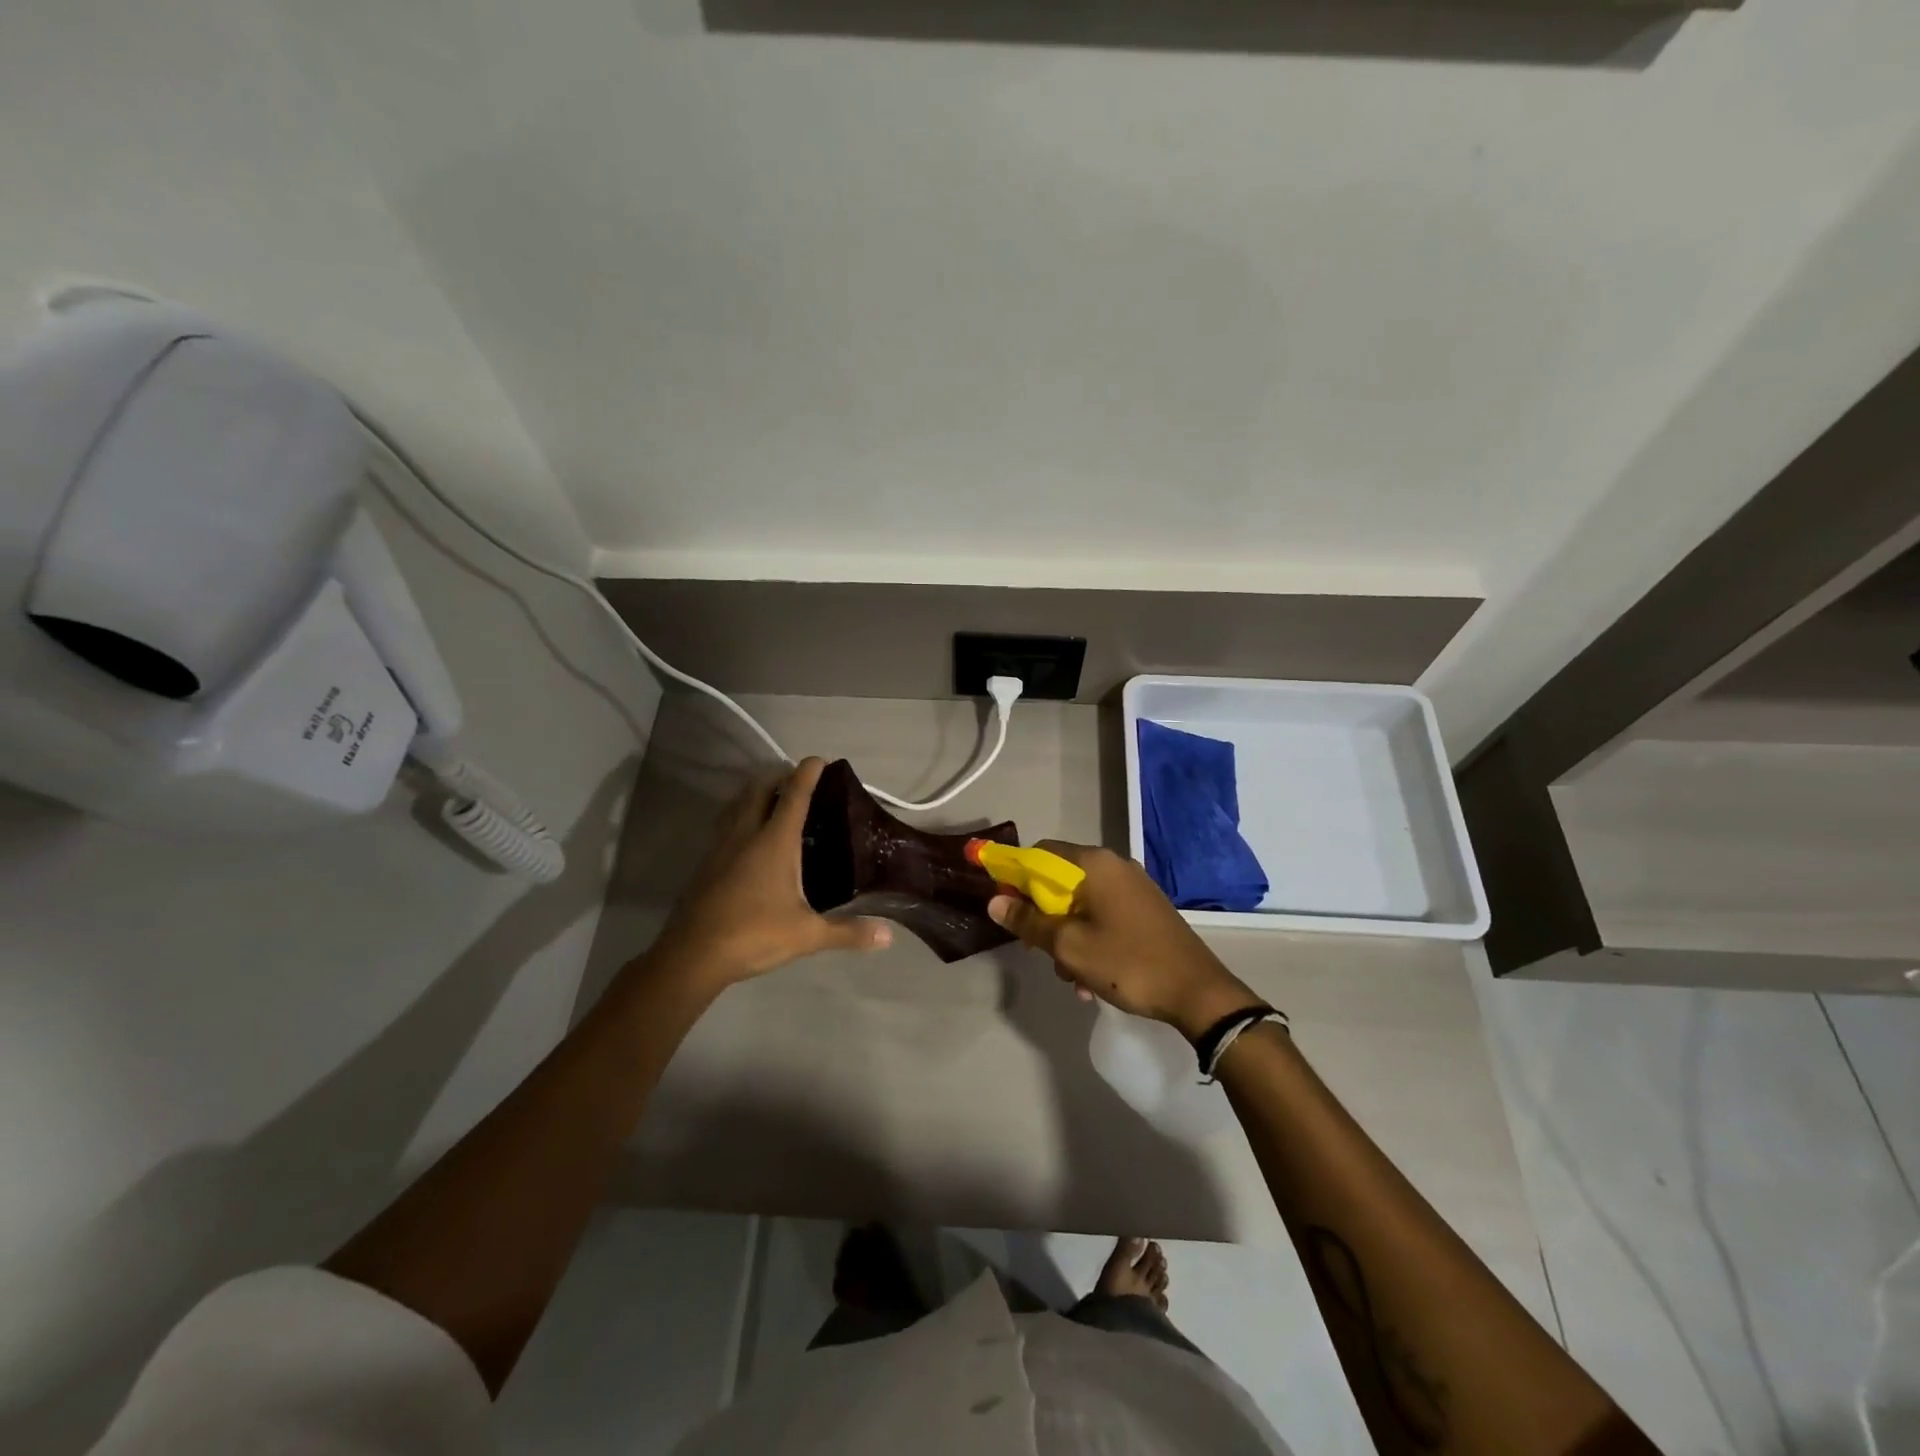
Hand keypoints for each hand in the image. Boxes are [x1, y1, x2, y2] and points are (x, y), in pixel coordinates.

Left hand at [649, 757, 891, 986]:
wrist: (692, 955)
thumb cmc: (754, 935)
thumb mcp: (807, 935)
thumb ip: (848, 931)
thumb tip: (888, 936)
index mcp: (774, 841)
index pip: (794, 795)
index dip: (808, 773)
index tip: (820, 760)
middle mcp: (746, 834)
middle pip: (759, 789)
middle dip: (778, 777)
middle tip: (798, 781)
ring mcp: (720, 848)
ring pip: (737, 805)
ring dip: (755, 795)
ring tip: (773, 802)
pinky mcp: (705, 864)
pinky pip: (725, 827)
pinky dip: (740, 818)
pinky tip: (748, 840)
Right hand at [988, 843, 1259, 1038]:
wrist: (1198, 992)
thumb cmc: (1128, 962)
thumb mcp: (1069, 946)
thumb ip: (1028, 922)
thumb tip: (994, 902)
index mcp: (1095, 863)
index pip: (1040, 853)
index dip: (1016, 878)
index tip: (1008, 910)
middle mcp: (1115, 866)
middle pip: (1060, 880)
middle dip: (1044, 917)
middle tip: (1040, 951)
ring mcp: (1134, 887)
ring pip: (1082, 904)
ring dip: (1068, 937)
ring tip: (1072, 978)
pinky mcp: (1146, 909)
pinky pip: (1104, 916)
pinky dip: (1091, 940)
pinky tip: (1093, 979)